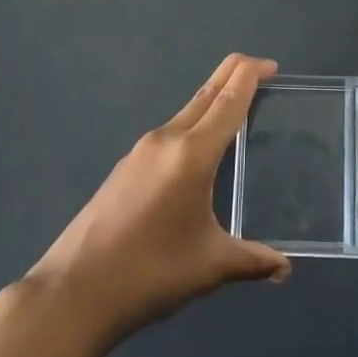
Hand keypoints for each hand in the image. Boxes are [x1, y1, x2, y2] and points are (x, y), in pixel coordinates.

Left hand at [24, 53, 289, 349]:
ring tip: (237, 116)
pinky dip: (193, 128)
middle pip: (206, 93)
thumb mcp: (210, 266)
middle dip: (234, 75)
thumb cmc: (150, 272)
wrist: (73, 291)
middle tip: (262, 72)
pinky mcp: (125, 168)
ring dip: (212, 103)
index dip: (251, 75)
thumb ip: (252, 260)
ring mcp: (141, 151)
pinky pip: (169, 134)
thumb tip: (284, 269)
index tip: (272, 65)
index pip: (229, 99)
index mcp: (192, 153)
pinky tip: (197, 156)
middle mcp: (166, 140)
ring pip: (186, 112)